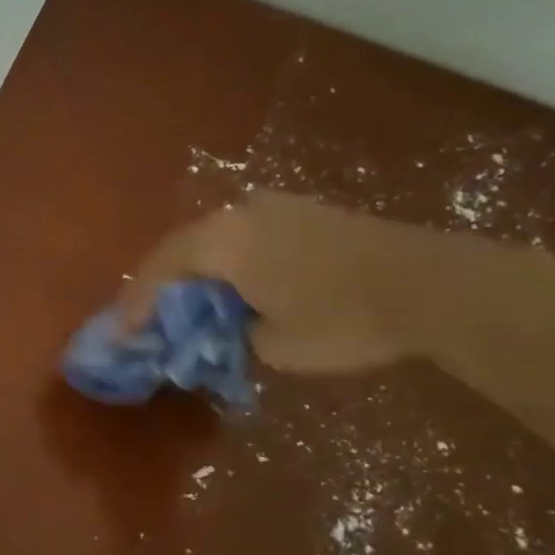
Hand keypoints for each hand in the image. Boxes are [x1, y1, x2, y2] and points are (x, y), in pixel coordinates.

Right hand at [117, 191, 501, 373]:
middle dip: (160, 284)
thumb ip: (234, 334)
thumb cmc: (343, 319)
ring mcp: (274, 208)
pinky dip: (227, 263)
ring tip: (187, 304)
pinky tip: (233, 287)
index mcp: (223, 243)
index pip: (160, 269)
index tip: (122, 333)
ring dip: (195, 272)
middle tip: (148, 317)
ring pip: (213, 239)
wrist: (432, 285)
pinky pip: (244, 236)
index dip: (136, 302)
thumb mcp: (275, 346)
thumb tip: (228, 328)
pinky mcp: (302, 212)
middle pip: (181, 248)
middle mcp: (240, 214)